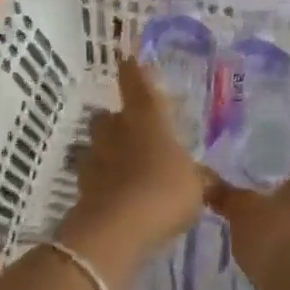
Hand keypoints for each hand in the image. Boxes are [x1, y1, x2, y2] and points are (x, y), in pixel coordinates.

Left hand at [57, 59, 207, 289]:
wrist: (116, 231)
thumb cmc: (163, 192)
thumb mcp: (196, 186)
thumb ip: (199, 178)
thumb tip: (207, 177)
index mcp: (147, 119)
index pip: (137, 84)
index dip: (133, 71)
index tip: (127, 58)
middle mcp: (117, 131)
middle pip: (109, 116)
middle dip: (118, 121)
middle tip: (135, 132)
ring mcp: (95, 159)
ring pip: (98, 146)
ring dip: (109, 153)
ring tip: (128, 169)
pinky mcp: (83, 188)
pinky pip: (95, 178)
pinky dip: (105, 183)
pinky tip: (120, 197)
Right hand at [206, 152, 289, 289]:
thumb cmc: (277, 233)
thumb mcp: (242, 210)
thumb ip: (226, 194)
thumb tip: (205, 180)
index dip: (289, 154)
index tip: (266, 155)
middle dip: (278, 187)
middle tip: (247, 184)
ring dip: (276, 216)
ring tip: (244, 215)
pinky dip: (276, 241)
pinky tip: (253, 244)